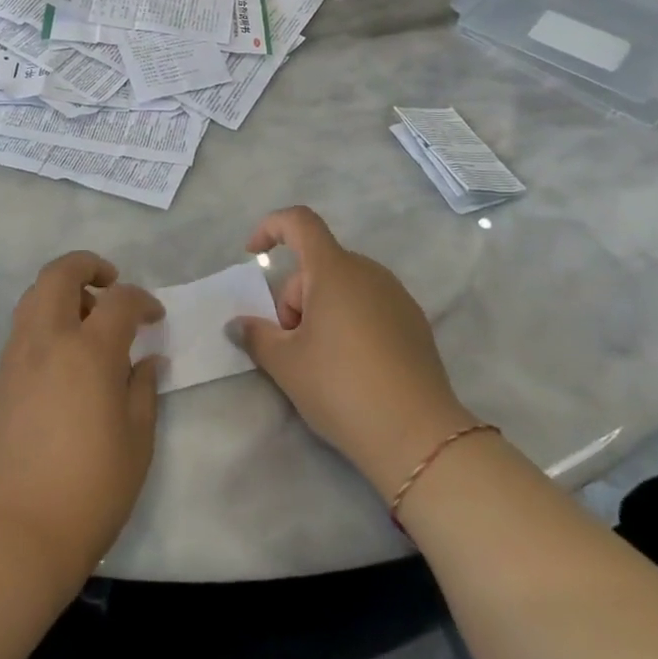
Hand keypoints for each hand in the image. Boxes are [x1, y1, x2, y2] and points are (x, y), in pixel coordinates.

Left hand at [0, 252, 163, 584]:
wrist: (19, 529)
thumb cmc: (92, 488)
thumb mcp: (138, 440)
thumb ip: (143, 388)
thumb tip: (147, 359)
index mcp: (90, 351)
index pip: (119, 300)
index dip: (142, 300)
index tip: (154, 317)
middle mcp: (49, 339)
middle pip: (60, 273)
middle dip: (88, 265)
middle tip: (111, 284)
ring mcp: (19, 354)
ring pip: (35, 293)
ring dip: (63, 289)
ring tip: (87, 318)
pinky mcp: (2, 375)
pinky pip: (24, 323)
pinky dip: (45, 315)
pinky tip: (65, 351)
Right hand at [231, 207, 472, 500]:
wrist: (418, 436)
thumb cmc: (341, 387)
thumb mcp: (286, 364)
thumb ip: (256, 335)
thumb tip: (238, 325)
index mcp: (334, 270)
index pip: (300, 222)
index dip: (271, 228)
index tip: (253, 255)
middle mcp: (368, 272)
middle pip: (318, 266)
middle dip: (295, 298)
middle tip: (292, 347)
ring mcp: (396, 296)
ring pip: (343, 287)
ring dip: (322, 311)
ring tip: (323, 362)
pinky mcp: (414, 322)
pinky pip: (369, 305)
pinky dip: (351, 322)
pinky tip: (355, 368)